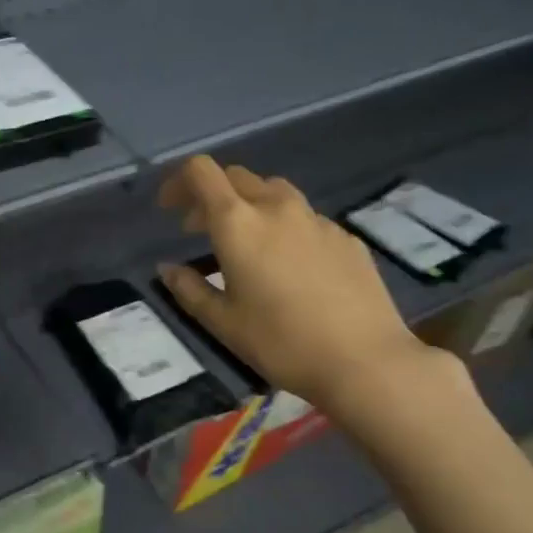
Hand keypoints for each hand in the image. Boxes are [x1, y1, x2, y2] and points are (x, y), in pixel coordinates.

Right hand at [157, 157, 447, 418]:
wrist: (364, 360)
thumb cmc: (280, 342)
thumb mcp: (222, 322)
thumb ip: (189, 289)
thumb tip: (167, 268)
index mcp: (238, 224)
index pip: (202, 172)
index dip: (178, 182)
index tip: (169, 208)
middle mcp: (277, 208)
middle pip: (237, 177)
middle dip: (210, 195)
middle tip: (197, 229)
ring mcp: (316, 220)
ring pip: (273, 192)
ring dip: (248, 205)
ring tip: (244, 242)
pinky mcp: (345, 237)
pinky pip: (304, 218)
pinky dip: (283, 227)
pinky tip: (287, 264)